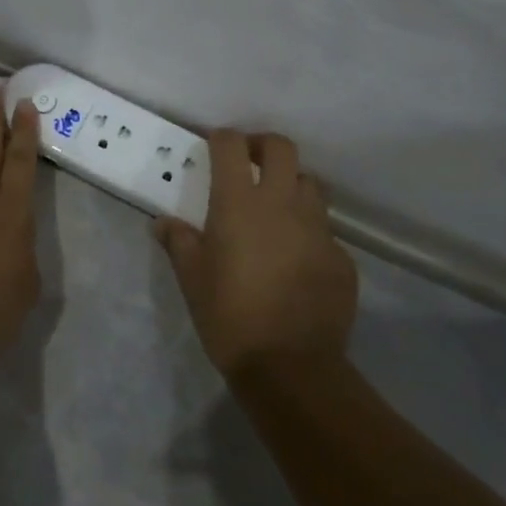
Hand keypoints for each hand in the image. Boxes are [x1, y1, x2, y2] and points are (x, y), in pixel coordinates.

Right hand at [155, 130, 357, 379]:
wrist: (290, 366)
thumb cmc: (228, 315)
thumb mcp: (191, 278)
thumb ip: (178, 242)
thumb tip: (163, 223)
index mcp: (239, 203)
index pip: (231, 146)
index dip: (221, 138)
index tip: (213, 146)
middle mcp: (282, 204)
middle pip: (281, 148)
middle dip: (262, 146)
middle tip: (249, 163)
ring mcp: (318, 229)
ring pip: (310, 184)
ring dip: (291, 185)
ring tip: (275, 209)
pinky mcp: (341, 257)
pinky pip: (325, 230)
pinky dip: (309, 232)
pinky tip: (296, 260)